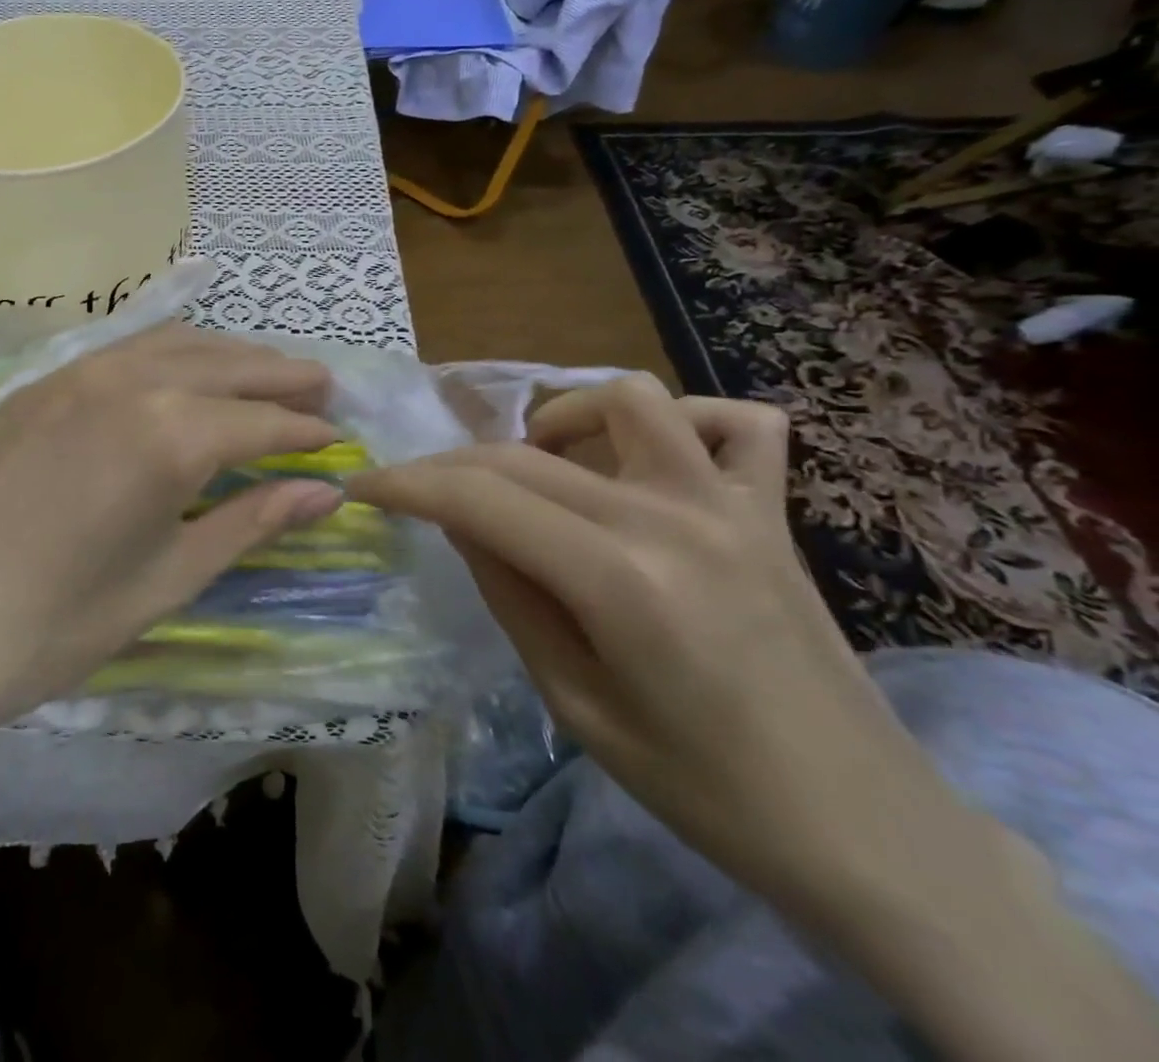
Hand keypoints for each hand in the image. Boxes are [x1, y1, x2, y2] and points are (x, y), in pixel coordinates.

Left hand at [0, 322, 342, 727]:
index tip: (338, 439)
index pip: (262, 422)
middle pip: (227, 364)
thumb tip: (325, 493)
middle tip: (322, 389)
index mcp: (170, 433)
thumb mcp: (170, 577)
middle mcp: (130, 381)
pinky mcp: (42, 383)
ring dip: (230, 356)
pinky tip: (185, 374)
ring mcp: (78, 372)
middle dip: (281, 376)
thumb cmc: (58, 624)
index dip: (306, 432)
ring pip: (177, 344)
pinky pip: (126, 350)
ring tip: (266, 374)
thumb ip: (250, 521)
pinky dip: (173, 354)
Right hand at [347, 375, 976, 910]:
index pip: (480, 496)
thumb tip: (459, 519)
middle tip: (422, 495)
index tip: (364, 486)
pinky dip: (682, 424)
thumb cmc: (703, 788)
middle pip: (527, 452)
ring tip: (543, 470)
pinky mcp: (772, 511)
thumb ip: (509, 592)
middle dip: (453, 465)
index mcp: (619, 581)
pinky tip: (651, 463)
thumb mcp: (573, 703)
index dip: (408, 484)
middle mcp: (672, 518)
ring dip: (562, 421)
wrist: (866, 830)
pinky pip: (737, 423)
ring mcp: (731, 504)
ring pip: (627, 400)